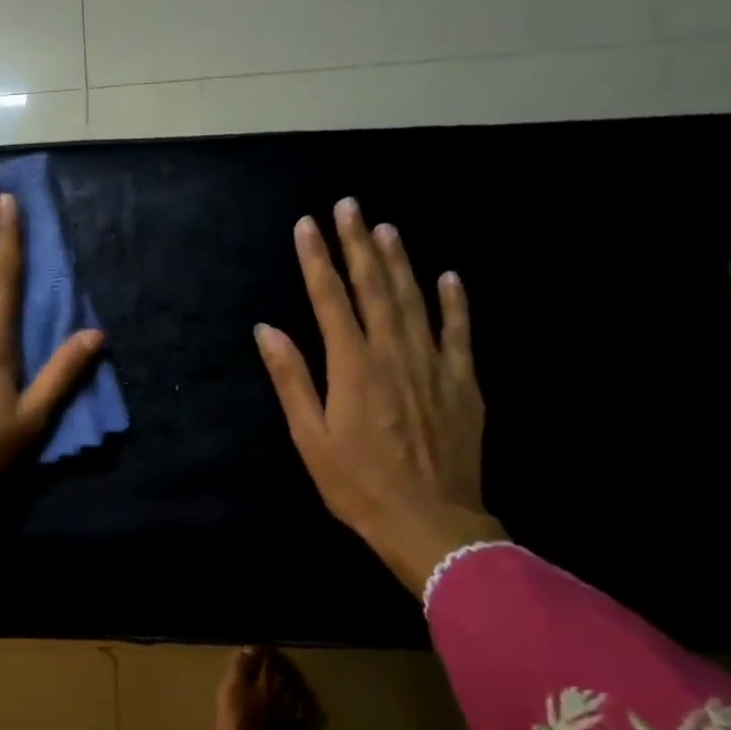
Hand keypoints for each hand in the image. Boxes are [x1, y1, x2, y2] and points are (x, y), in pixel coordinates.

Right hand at [255, 198, 506, 597]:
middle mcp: (393, 354)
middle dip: (358, 244)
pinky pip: (460, 333)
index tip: (307, 225)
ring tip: (385, 227)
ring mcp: (433, 365)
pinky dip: (454, 302)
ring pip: (414, 300)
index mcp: (352, 367)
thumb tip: (267, 329)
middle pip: (373, 288)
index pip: (329, 300)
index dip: (317, 260)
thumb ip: (291, 378)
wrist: (430, 523)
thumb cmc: (357, 484)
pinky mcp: (463, 383)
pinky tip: (449, 276)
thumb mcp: (309, 437)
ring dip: (399, 261)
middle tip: (348, 205)